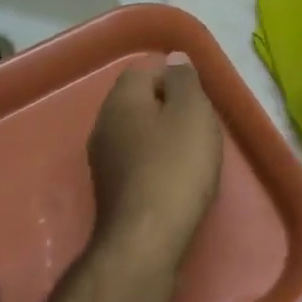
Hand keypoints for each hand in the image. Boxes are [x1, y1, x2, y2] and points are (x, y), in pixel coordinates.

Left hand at [86, 55, 223, 268]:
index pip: (146, 71)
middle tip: (200, 130)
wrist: (146, 242)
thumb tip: (175, 59)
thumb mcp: (192, 112)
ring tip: (192, 159)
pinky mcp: (109, 190)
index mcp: (121, 99)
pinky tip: (175, 184)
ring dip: (164, 140)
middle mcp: (103, 123)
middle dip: (171, 110)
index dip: (176, 81)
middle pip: (141, 102)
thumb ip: (184, 80)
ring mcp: (102, 159)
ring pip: (138, 133)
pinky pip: (136, 162)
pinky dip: (155, 166)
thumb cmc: (175, 167)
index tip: (199, 104)